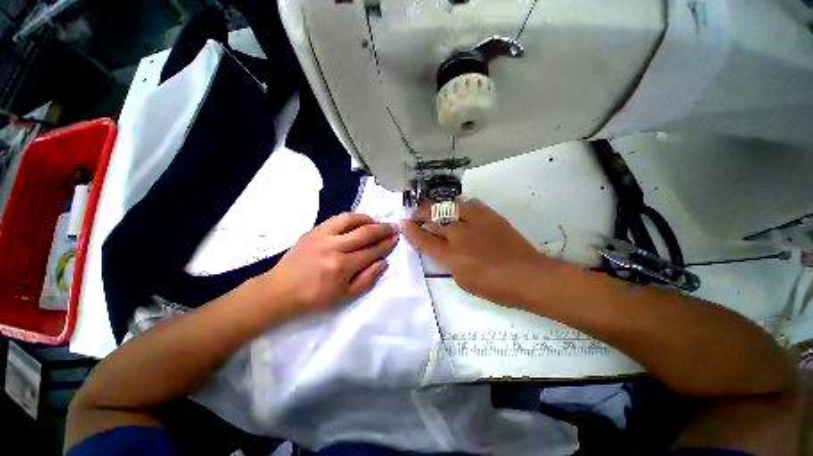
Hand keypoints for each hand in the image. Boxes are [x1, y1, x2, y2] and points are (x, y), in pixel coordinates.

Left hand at [261, 213, 398, 315]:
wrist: (280, 290)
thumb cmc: (314, 298)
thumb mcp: (345, 297)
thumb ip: (367, 279)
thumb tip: (383, 262)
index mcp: (343, 267)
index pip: (372, 251)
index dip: (387, 244)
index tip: (396, 238)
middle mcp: (335, 247)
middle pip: (365, 233)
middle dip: (383, 229)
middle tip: (393, 227)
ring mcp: (323, 236)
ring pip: (352, 220)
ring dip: (368, 219)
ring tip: (377, 222)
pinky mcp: (314, 230)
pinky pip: (337, 218)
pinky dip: (352, 217)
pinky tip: (358, 220)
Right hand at [402, 198, 558, 306]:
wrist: (527, 276)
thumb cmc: (494, 286)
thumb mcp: (462, 280)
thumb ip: (448, 262)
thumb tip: (441, 249)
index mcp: (450, 256)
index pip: (424, 239)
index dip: (411, 230)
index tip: (404, 223)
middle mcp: (459, 235)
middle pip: (433, 217)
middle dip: (420, 213)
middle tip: (416, 214)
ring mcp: (474, 223)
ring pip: (449, 206)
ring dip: (437, 206)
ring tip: (433, 207)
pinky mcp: (489, 216)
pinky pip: (469, 203)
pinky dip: (458, 204)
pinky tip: (456, 206)